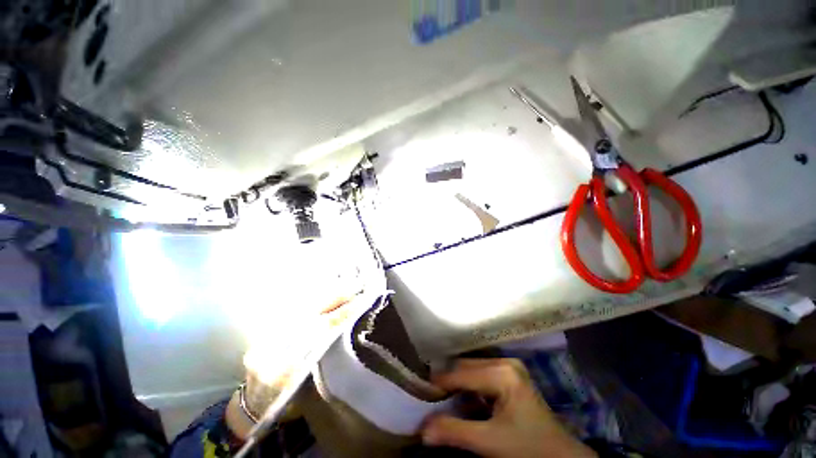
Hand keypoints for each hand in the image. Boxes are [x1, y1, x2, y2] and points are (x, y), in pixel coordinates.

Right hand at [421, 358, 596, 457]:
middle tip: (430, 395)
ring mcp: (508, 366)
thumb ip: (455, 432)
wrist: (560, 455)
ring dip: (457, 382)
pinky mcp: (509, 374)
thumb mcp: (490, 443)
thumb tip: (423, 430)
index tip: (421, 391)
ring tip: (442, 396)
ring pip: (472, 368)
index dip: (440, 383)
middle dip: (448, 381)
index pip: (462, 374)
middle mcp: (504, 362)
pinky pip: (481, 374)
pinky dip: (468, 385)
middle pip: (466, 366)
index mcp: (503, 373)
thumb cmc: (528, 448)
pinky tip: (463, 398)